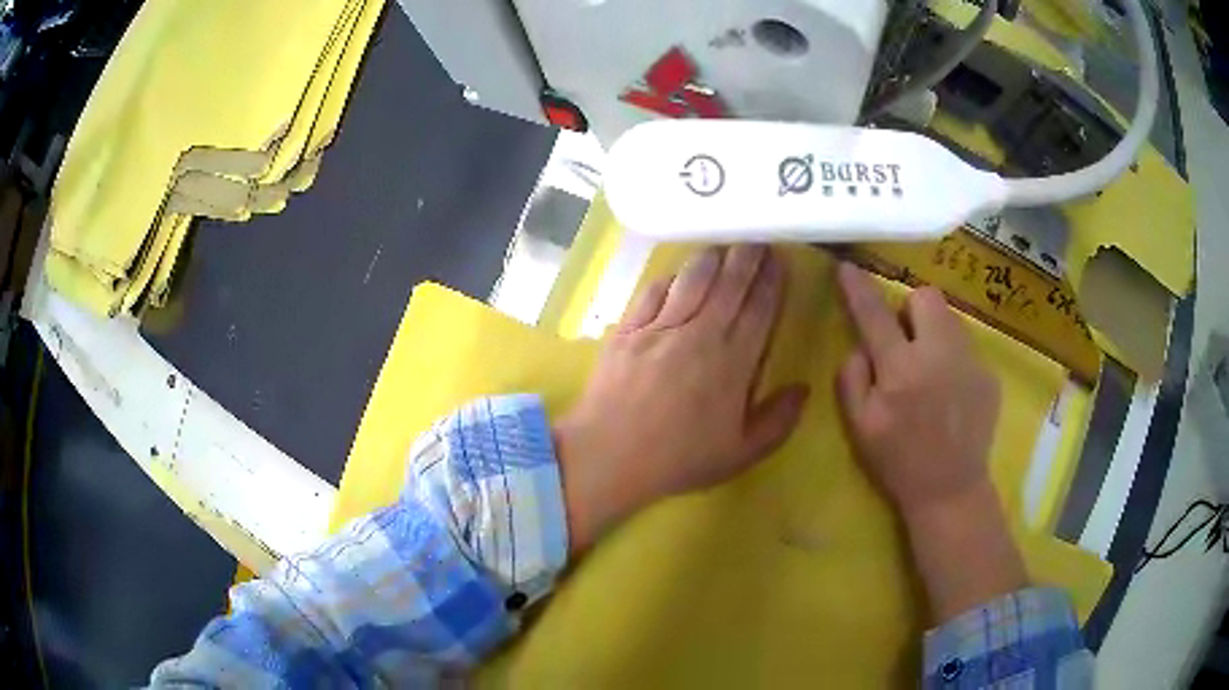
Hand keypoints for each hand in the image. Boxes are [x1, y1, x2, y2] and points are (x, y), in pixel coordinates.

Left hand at [554, 245, 809, 552]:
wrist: (609, 455)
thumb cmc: (678, 459)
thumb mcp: (740, 453)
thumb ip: (778, 421)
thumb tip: (803, 388)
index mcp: (733, 362)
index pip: (759, 310)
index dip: (772, 282)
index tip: (780, 259)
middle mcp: (701, 334)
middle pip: (729, 285)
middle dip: (747, 259)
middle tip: (757, 241)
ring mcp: (661, 327)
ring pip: (692, 280)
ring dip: (710, 259)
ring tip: (722, 247)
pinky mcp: (628, 329)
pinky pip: (653, 292)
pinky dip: (669, 279)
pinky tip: (676, 275)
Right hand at [834, 262, 999, 519]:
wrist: (950, 489)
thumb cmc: (898, 461)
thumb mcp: (859, 426)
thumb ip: (852, 377)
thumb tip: (861, 346)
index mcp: (901, 369)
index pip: (875, 314)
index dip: (858, 288)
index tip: (849, 268)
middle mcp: (939, 354)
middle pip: (926, 297)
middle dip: (910, 309)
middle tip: (905, 341)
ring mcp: (970, 362)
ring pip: (950, 320)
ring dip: (933, 332)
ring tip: (930, 369)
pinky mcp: (989, 375)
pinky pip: (966, 347)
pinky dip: (953, 358)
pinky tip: (951, 392)